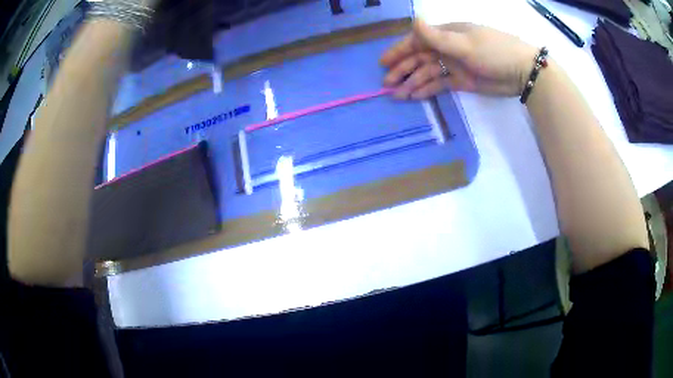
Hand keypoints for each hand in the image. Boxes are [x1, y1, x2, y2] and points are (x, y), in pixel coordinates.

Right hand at [381, 20, 538, 98]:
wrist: (522, 72)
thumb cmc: (494, 52)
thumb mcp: (465, 44)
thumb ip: (437, 37)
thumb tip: (414, 20)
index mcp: (446, 34)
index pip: (417, 41)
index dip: (399, 51)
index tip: (384, 63)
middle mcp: (447, 48)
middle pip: (419, 58)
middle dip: (402, 69)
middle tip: (387, 84)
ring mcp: (454, 64)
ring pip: (428, 72)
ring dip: (413, 82)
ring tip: (398, 95)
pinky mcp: (461, 80)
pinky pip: (440, 84)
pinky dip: (428, 89)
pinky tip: (415, 96)